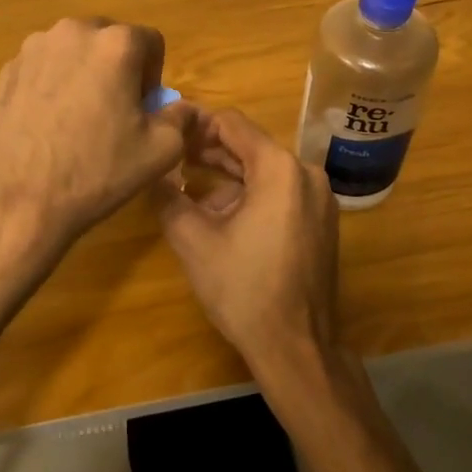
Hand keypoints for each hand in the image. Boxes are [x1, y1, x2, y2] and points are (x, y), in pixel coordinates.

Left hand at [0, 17, 194, 264]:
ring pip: (74, 51)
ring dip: (84, 73)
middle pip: (109, 40)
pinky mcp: (7, 69)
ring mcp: (34, 47)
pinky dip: (53, 84)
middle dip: (118, 69)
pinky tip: (48, 124)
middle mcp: (73, 31)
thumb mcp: (160, 151)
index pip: (151, 42)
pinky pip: (44, 67)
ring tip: (77, 119)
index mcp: (115, 44)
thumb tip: (182, 108)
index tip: (143, 109)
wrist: (16, 200)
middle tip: (114, 112)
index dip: (153, 76)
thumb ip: (180, 118)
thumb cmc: (96, 171)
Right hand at [152, 106, 340, 375]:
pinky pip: (280, 191)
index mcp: (280, 169)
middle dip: (209, 150)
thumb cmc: (243, 289)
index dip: (196, 125)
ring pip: (264, 169)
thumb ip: (168, 196)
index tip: (168, 137)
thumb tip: (151, 171)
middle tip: (172, 159)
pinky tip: (218, 211)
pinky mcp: (320, 220)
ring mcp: (318, 198)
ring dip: (227, 174)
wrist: (296, 347)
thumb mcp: (192, 240)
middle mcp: (306, 173)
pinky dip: (249, 192)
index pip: (232, 123)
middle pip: (250, 145)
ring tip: (187, 183)